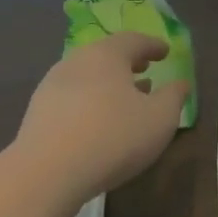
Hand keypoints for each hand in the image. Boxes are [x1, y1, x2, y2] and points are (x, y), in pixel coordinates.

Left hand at [13, 32, 188, 199]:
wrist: (45, 176)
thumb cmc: (113, 138)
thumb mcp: (160, 118)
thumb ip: (174, 97)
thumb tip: (180, 84)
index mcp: (106, 55)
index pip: (134, 40)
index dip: (153, 45)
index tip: (166, 51)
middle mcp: (76, 62)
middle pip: (106, 55)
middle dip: (128, 62)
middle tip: (145, 69)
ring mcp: (51, 88)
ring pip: (87, 77)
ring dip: (108, 83)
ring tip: (125, 99)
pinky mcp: (37, 115)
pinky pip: (72, 98)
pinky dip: (90, 102)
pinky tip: (99, 123)